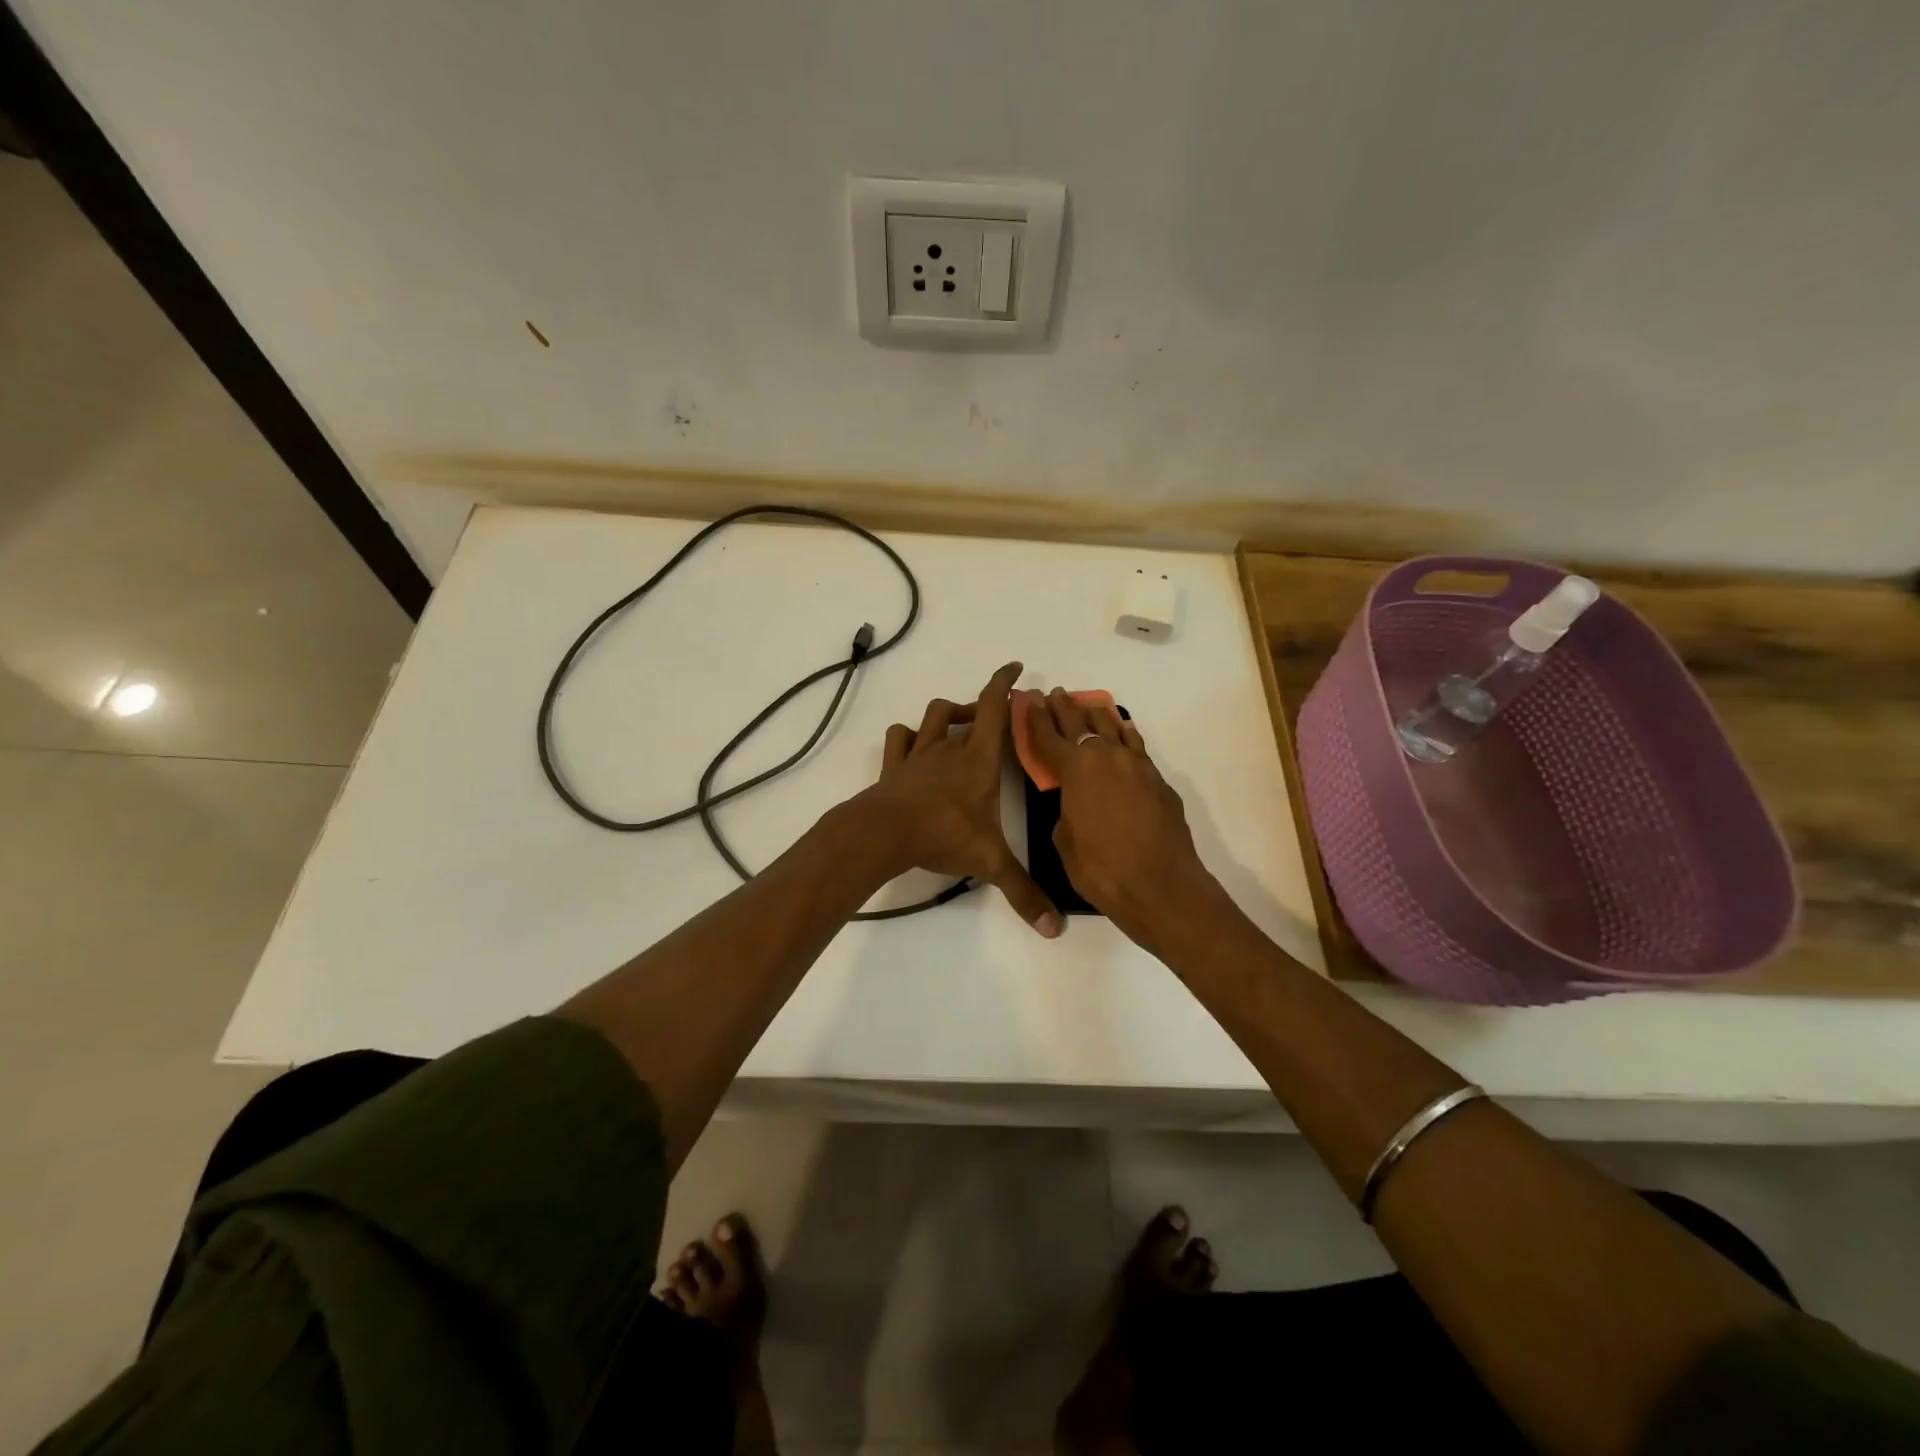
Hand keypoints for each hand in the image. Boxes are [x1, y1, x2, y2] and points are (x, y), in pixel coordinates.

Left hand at [853, 662, 1060, 936]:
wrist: (884, 833)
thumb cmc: (942, 835)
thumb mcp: (989, 863)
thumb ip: (1022, 892)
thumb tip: (1055, 929)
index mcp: (978, 760)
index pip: (994, 709)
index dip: (1004, 684)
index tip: (1016, 668)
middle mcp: (949, 749)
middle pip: (965, 711)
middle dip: (982, 707)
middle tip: (994, 719)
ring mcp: (917, 755)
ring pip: (931, 717)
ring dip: (946, 715)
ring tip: (958, 728)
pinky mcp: (893, 767)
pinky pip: (899, 738)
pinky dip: (908, 736)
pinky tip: (914, 746)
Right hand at [1024, 689, 1221, 949]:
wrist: (1161, 886)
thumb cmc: (1102, 869)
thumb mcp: (1065, 842)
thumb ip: (1066, 812)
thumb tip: (1075, 804)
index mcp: (1075, 770)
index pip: (1049, 736)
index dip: (1036, 718)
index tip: (1030, 700)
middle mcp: (1106, 757)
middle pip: (1081, 724)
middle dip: (1064, 708)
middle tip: (1055, 694)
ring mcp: (1136, 765)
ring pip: (1113, 728)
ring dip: (1096, 715)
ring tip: (1087, 705)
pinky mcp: (1158, 780)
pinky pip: (1135, 746)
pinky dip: (1124, 735)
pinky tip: (1122, 731)